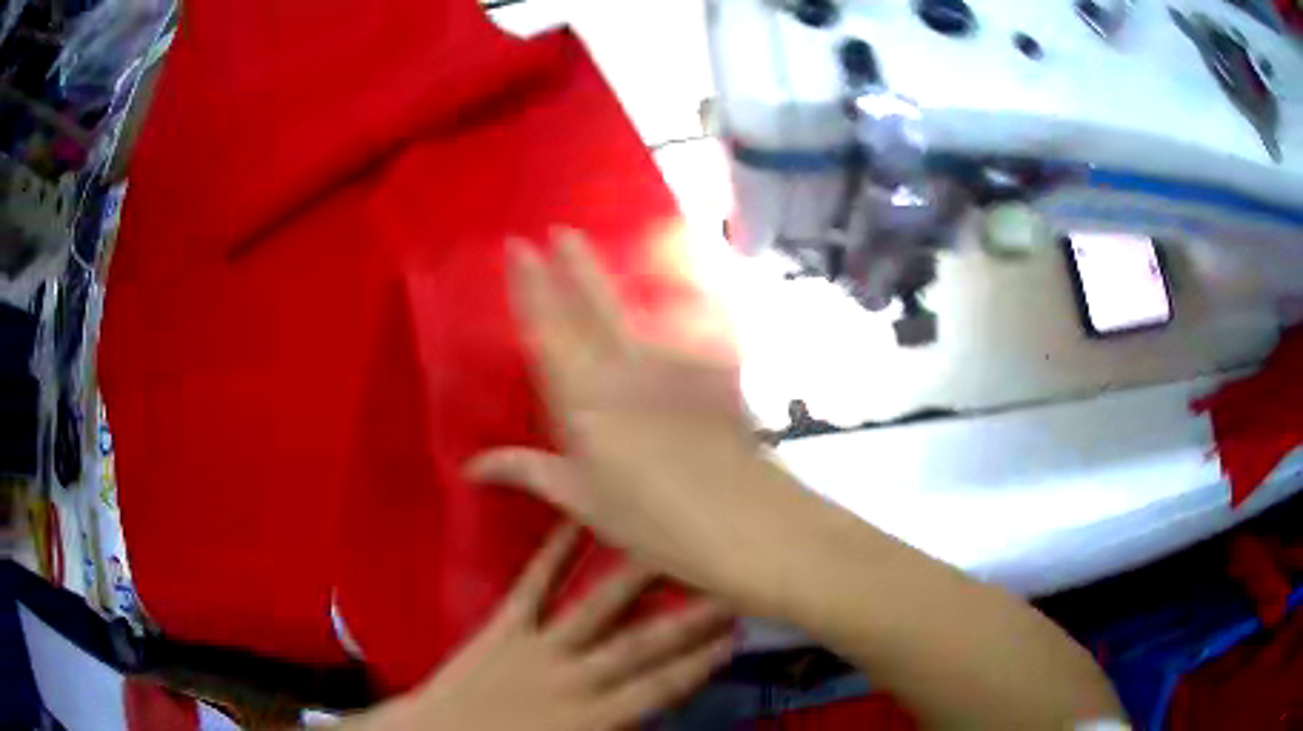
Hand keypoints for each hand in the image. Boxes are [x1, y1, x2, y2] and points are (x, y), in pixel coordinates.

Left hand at [364, 525, 733, 730]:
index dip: (702, 660)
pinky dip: (555, 551)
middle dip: (691, 618)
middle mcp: (575, 678)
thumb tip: (658, 709)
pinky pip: (534, 585)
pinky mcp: (503, 626)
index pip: (662, 686)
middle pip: (643, 644)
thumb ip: (620, 727)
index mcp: (594, 718)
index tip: (737, 634)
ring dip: (639, 577)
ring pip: (599, 608)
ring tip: (673, 542)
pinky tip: (577, 520)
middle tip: (730, 583)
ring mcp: (537, 646)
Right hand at [466, 231, 802, 606]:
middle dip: (574, 265)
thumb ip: (528, 471)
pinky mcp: (711, 374)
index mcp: (584, 395)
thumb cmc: (651, 519)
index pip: (548, 327)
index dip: (530, 285)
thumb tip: (470, 467)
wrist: (741, 519)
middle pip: (593, 306)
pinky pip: (688, 327)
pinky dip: (679, 304)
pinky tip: (677, 292)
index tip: (519, 247)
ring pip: (636, 311)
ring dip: (615, 279)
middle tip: (561, 229)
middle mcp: (625, 367)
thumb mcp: (583, 499)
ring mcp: (673, 365)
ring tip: (598, 253)